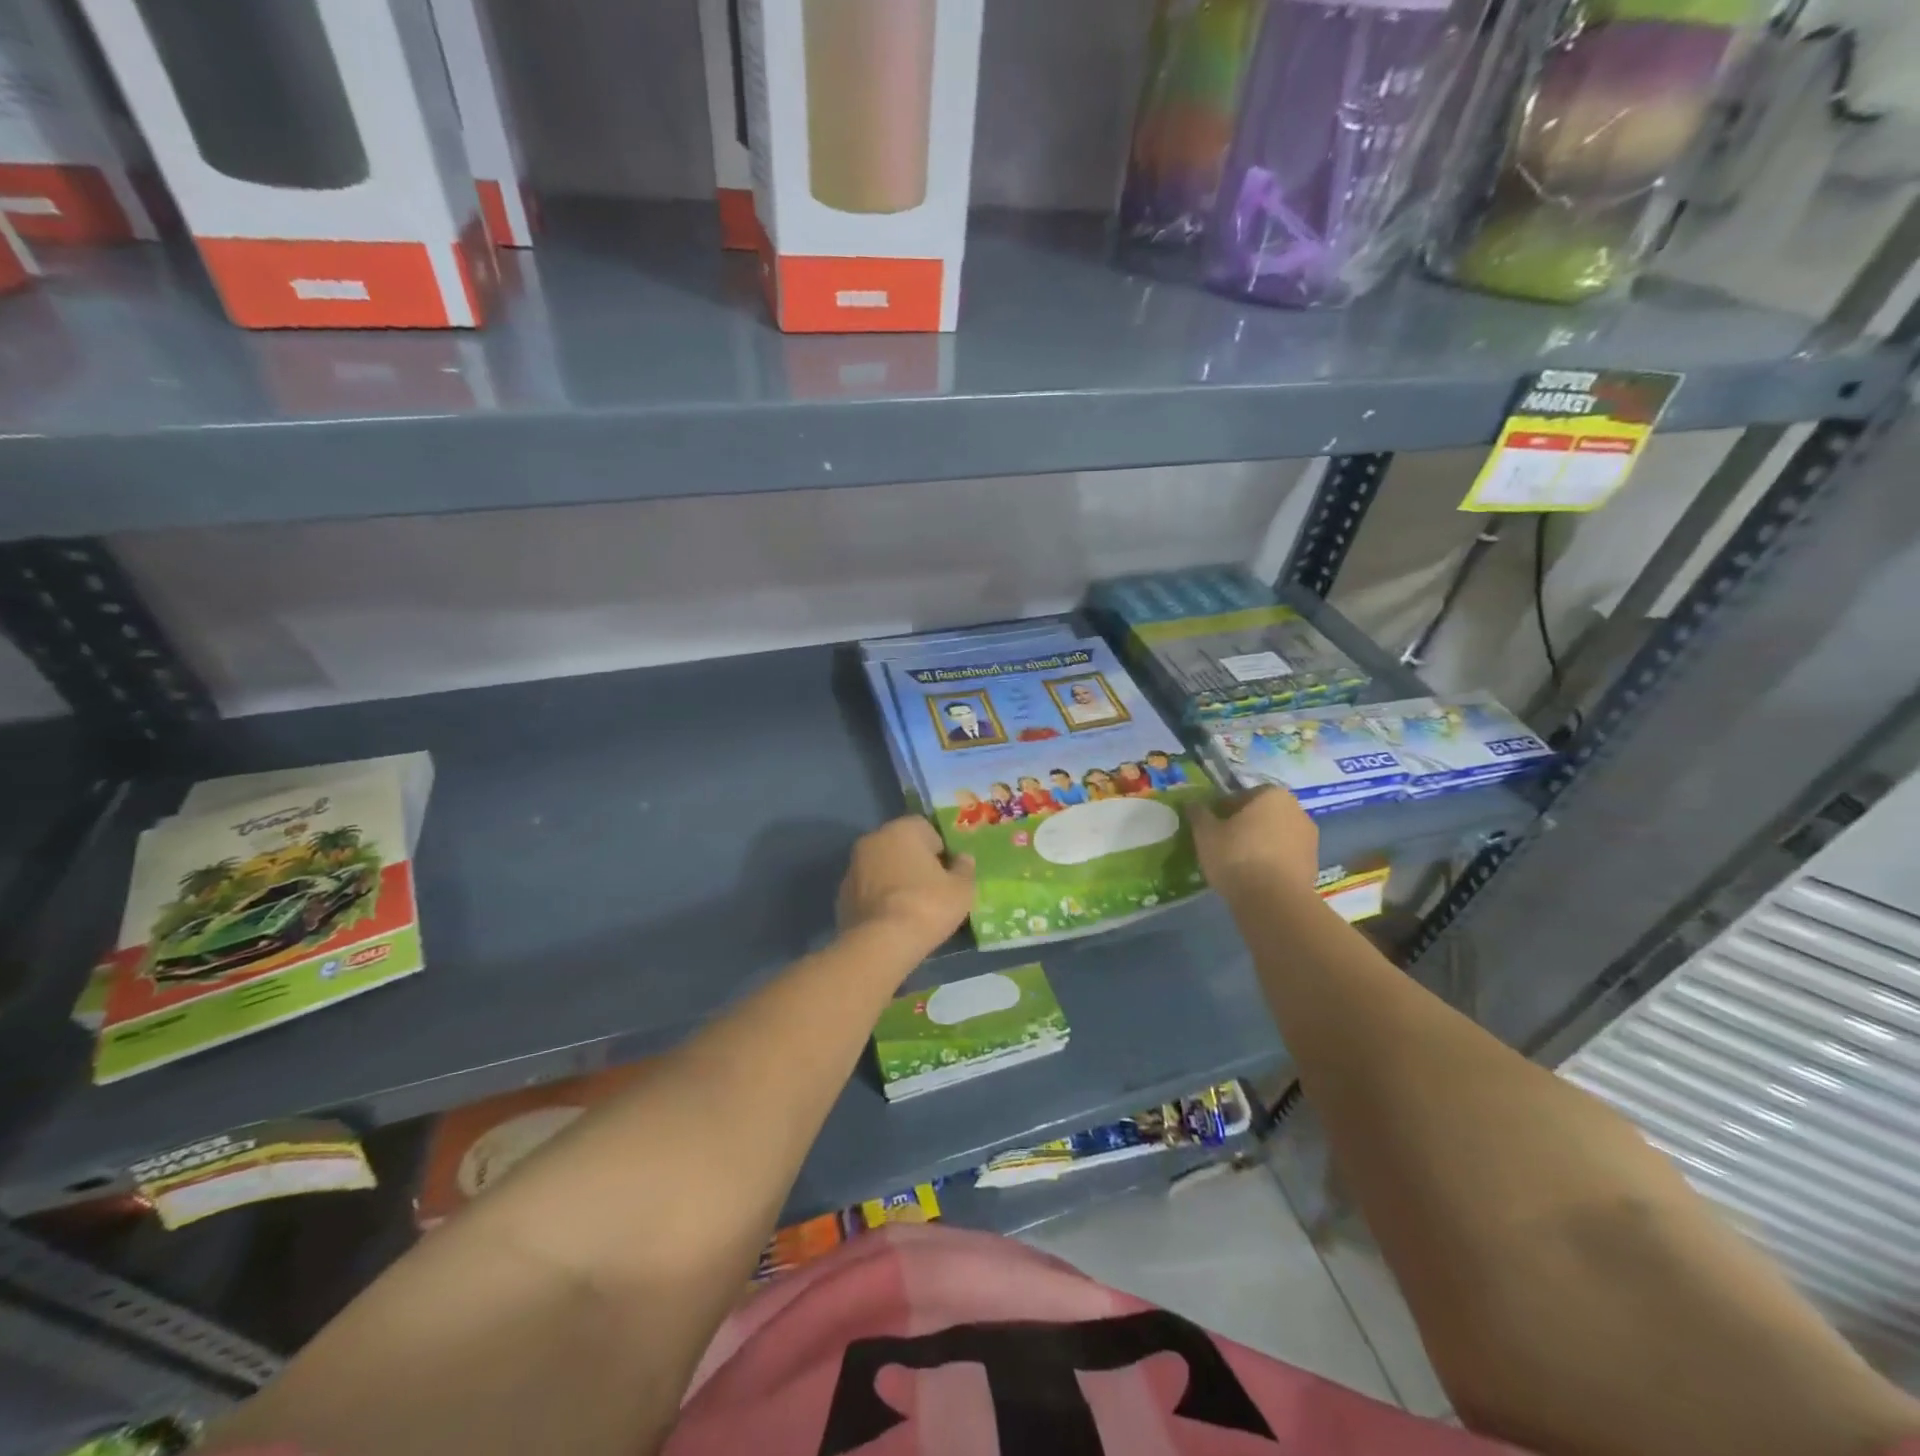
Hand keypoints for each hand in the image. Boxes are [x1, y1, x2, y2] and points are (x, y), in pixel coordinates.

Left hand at [837, 816, 975, 956]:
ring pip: (881, 867)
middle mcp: (873, 839)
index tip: (948, 872)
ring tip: (911, 907)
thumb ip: (965, 868)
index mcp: (902, 829)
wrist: (880, 943)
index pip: (925, 828)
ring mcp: (853, 867)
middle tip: (932, 889)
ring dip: (894, 879)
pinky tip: (892, 919)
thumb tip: (963, 859)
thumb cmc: (927, 906)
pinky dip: (879, 898)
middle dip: (914, 862)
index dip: (940, 849)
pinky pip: (868, 890)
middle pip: (900, 846)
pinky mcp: (841, 895)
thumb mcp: (962, 889)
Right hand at [1186, 788, 1318, 905]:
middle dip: (1245, 826)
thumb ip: (1199, 814)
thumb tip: (1193, 803)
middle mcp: (1296, 810)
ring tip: (1239, 864)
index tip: (1212, 827)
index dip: (1223, 810)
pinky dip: (1272, 862)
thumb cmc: (1237, 856)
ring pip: (1275, 836)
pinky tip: (1256, 878)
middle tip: (1224, 844)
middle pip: (1262, 815)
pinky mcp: (1313, 865)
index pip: (1241, 796)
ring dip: (1260, 844)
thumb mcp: (1205, 833)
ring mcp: (1309, 838)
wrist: (1274, 901)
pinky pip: (1285, 856)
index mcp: (1272, 795)